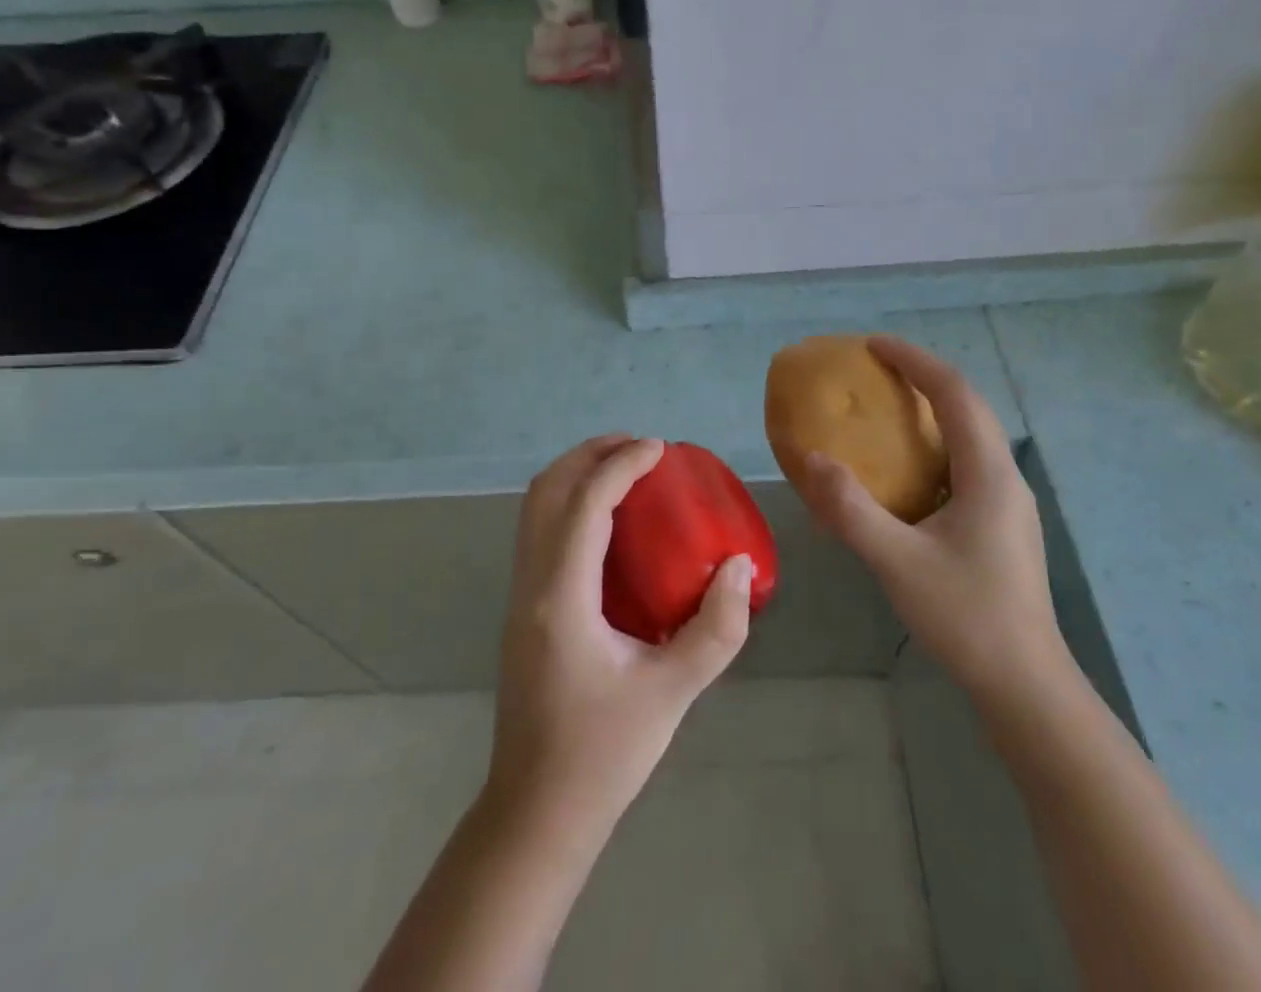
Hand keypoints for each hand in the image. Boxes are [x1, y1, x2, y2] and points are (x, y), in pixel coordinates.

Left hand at [487, 436, 753, 837]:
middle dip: (590, 454)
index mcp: (561, 597)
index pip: (586, 504)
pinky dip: (570, 503)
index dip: (622, 464)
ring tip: (625, 470)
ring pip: (536, 508)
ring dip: (576, 474)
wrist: (536, 813)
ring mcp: (519, 595)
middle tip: (640, 448)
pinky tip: (611, 523)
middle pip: (547, 490)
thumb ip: (716, 629)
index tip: (661, 449)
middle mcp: (530, 584)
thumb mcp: (671, 693)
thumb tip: (741, 567)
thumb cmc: (603, 754)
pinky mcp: (523, 608)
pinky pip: (540, 531)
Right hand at [800, 337, 1074, 731]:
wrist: (1026, 687)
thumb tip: (811, 459)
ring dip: (932, 410)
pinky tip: (906, 471)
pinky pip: (966, 464)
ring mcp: (1008, 503)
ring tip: (888, 408)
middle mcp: (1004, 478)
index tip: (873, 345)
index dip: (914, 361)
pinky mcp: (1002, 525)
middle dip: (923, 378)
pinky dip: (935, 445)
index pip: (954, 394)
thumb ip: (851, 509)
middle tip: (876, 369)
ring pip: (970, 435)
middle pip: (968, 407)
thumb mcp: (897, 562)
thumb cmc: (966, 618)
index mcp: (988, 474)